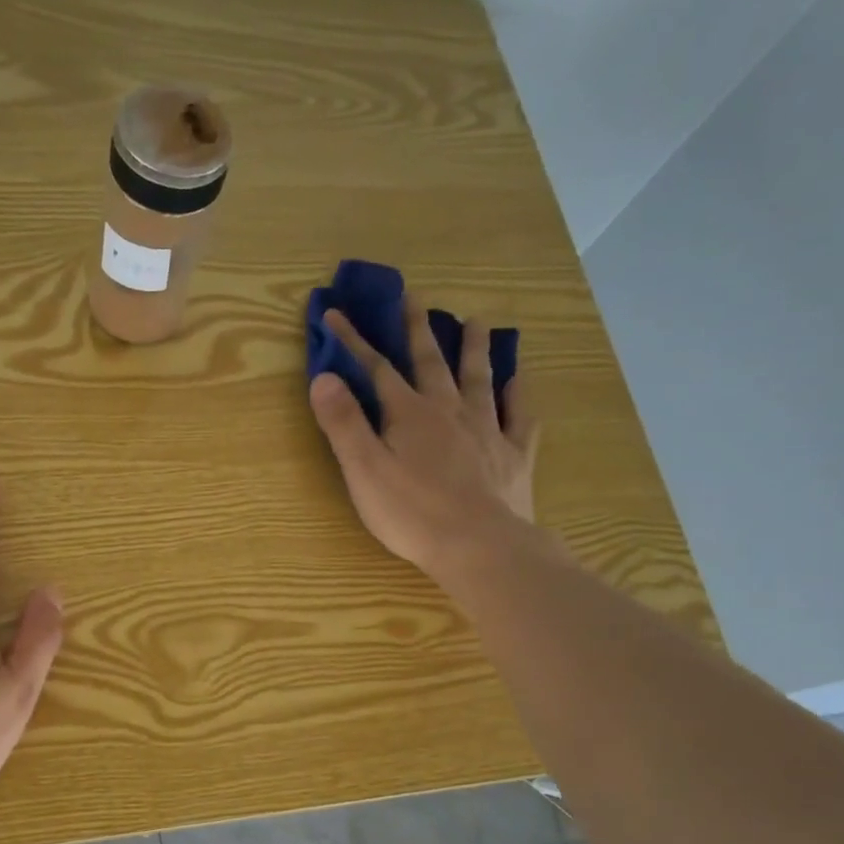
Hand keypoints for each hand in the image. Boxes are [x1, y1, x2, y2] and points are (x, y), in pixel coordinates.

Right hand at [309, 299, 541, 580]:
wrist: (479, 546)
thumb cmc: (411, 512)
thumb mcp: (363, 470)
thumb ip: (343, 423)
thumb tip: (323, 377)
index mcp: (409, 414)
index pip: (377, 369)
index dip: (354, 341)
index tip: (336, 314)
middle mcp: (450, 411)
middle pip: (432, 363)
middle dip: (418, 329)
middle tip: (415, 297)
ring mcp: (487, 431)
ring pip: (480, 380)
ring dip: (474, 350)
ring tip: (477, 322)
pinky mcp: (513, 456)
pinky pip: (519, 416)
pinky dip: (519, 395)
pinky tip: (519, 381)